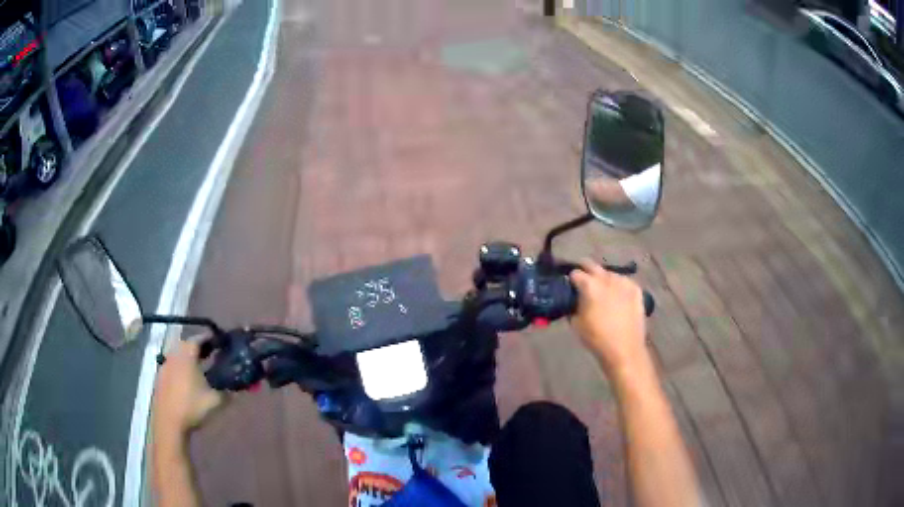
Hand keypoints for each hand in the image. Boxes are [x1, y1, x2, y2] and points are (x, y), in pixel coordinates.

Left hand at [152, 339, 224, 435]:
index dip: (209, 338)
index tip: (219, 341)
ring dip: (188, 358)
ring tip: (200, 368)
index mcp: (187, 356)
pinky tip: (187, 381)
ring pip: (178, 356)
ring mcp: (165, 366)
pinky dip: (181, 369)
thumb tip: (234, 388)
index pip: (198, 339)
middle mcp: (174, 356)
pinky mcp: (160, 378)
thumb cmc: (192, 407)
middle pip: (186, 345)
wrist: (169, 423)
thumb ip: (227, 392)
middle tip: (211, 354)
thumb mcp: (215, 401)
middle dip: (199, 348)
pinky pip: (172, 366)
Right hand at [569, 259, 650, 380]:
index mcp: (590, 285)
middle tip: (583, 281)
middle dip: (585, 270)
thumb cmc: (597, 338)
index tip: (570, 286)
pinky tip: (617, 296)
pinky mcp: (636, 289)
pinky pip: (624, 282)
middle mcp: (607, 278)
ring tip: (603, 291)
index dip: (570, 279)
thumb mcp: (576, 323)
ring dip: (603, 278)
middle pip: (592, 265)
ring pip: (609, 273)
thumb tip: (574, 299)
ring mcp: (624, 282)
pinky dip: (618, 286)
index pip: (575, 273)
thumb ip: (573, 305)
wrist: (624, 349)